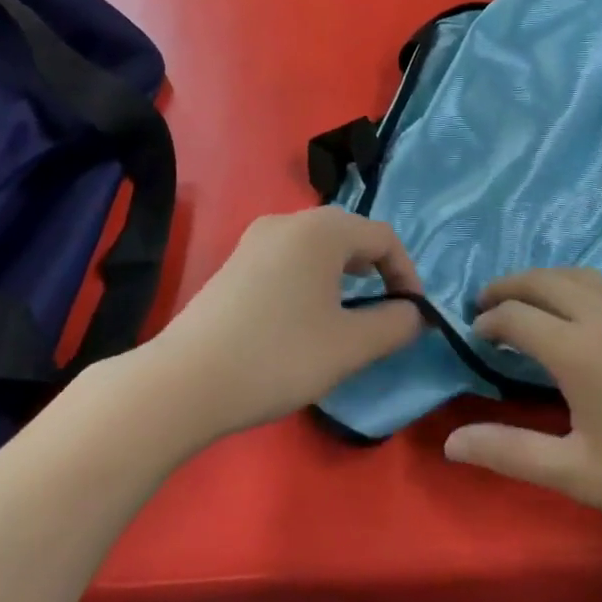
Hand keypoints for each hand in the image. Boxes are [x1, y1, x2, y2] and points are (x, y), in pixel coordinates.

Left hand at [145, 209, 424, 442]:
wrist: (186, 380)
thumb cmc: (279, 356)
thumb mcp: (350, 346)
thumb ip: (395, 324)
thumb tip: (415, 314)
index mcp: (321, 229)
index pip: (383, 237)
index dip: (407, 273)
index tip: (412, 315)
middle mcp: (288, 221)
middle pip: (349, 235)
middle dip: (376, 272)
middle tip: (384, 315)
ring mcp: (256, 239)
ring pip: (317, 248)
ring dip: (343, 278)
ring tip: (348, 319)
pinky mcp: (235, 262)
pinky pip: (289, 259)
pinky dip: (312, 280)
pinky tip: (304, 320)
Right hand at [443, 268, 601, 544]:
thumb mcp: (582, 474)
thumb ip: (511, 453)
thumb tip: (451, 443)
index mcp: (577, 348)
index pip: (515, 316)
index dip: (488, 320)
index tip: (475, 333)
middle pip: (542, 280)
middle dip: (508, 286)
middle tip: (487, 301)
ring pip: (579, 274)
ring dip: (545, 280)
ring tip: (531, 300)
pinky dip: (584, 285)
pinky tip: (591, 310)